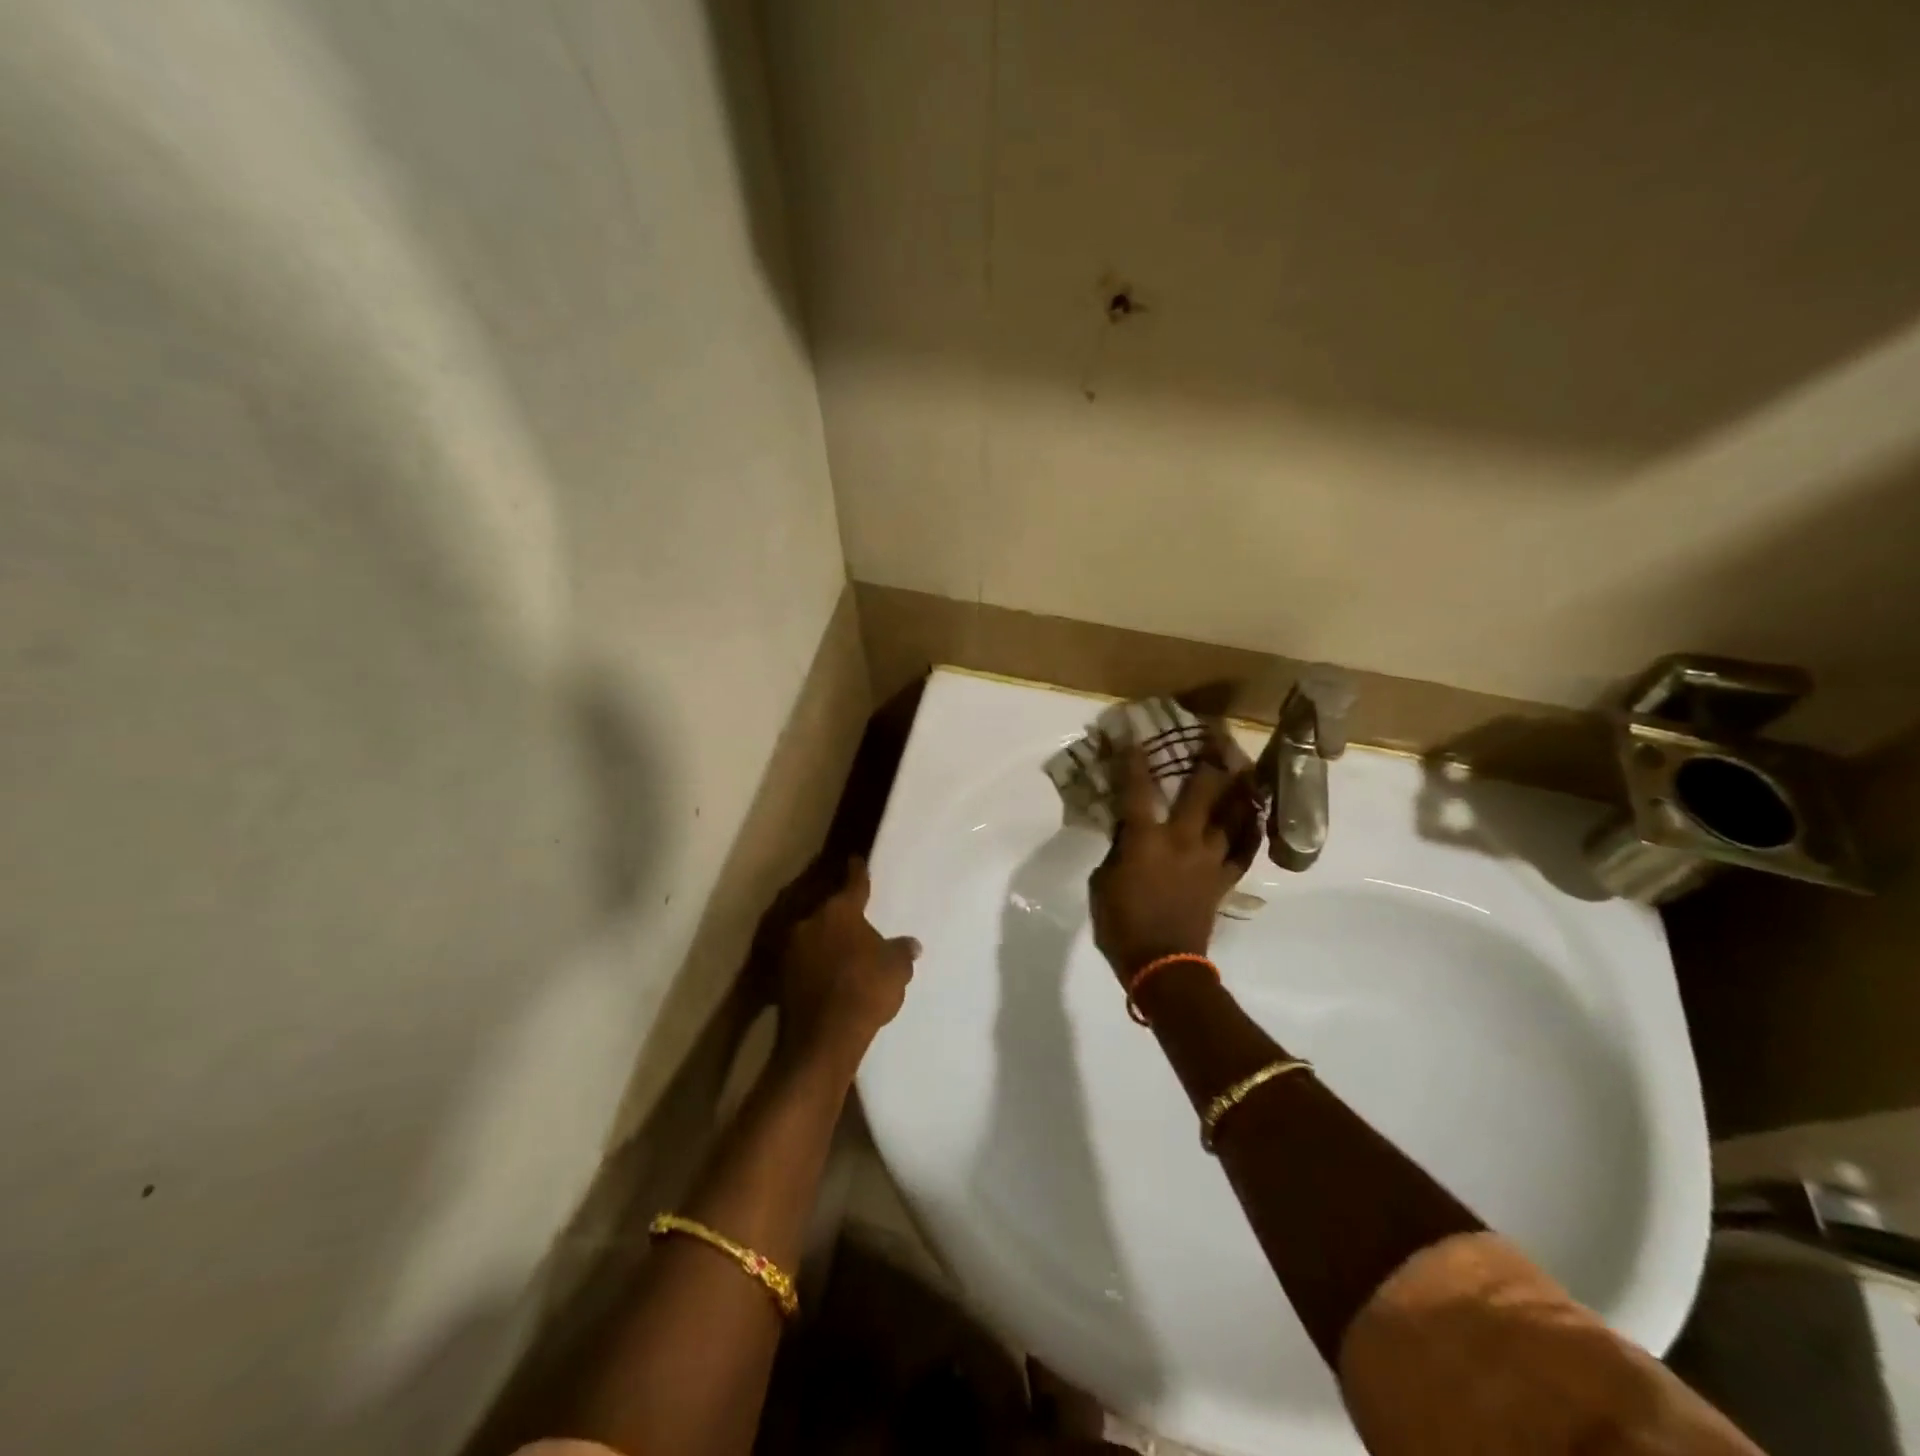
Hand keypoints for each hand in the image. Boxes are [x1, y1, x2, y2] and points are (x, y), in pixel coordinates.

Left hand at [777, 857, 919, 1072]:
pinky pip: (802, 957)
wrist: (822, 1038)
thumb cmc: (865, 990)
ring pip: (811, 932)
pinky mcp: (780, 974)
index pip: (853, 883)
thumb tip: (911, 944)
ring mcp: (791, 947)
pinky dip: (813, 959)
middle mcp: (811, 920)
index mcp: (841, 911)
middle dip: (838, 908)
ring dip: (823, 936)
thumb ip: (902, 951)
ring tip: (839, 945)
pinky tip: (825, 970)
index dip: (857, 871)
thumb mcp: (896, 969)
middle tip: (851, 911)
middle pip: (826, 906)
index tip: (855, 859)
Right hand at [1089, 740, 1259, 980]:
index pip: (1137, 790)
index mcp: (1145, 839)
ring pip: (1232, 815)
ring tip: (1245, 768)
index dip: (1135, 761)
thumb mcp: (1102, 882)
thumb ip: (1117, 850)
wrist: (1162, 965)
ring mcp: (1209, 859)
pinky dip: (1251, 832)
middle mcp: (1182, 840)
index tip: (1136, 736)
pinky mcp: (1223, 879)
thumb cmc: (1121, 924)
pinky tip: (1255, 816)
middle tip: (1216, 736)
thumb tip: (1127, 831)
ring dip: (1238, 789)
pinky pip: (1244, 851)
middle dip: (1208, 760)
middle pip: (1201, 791)